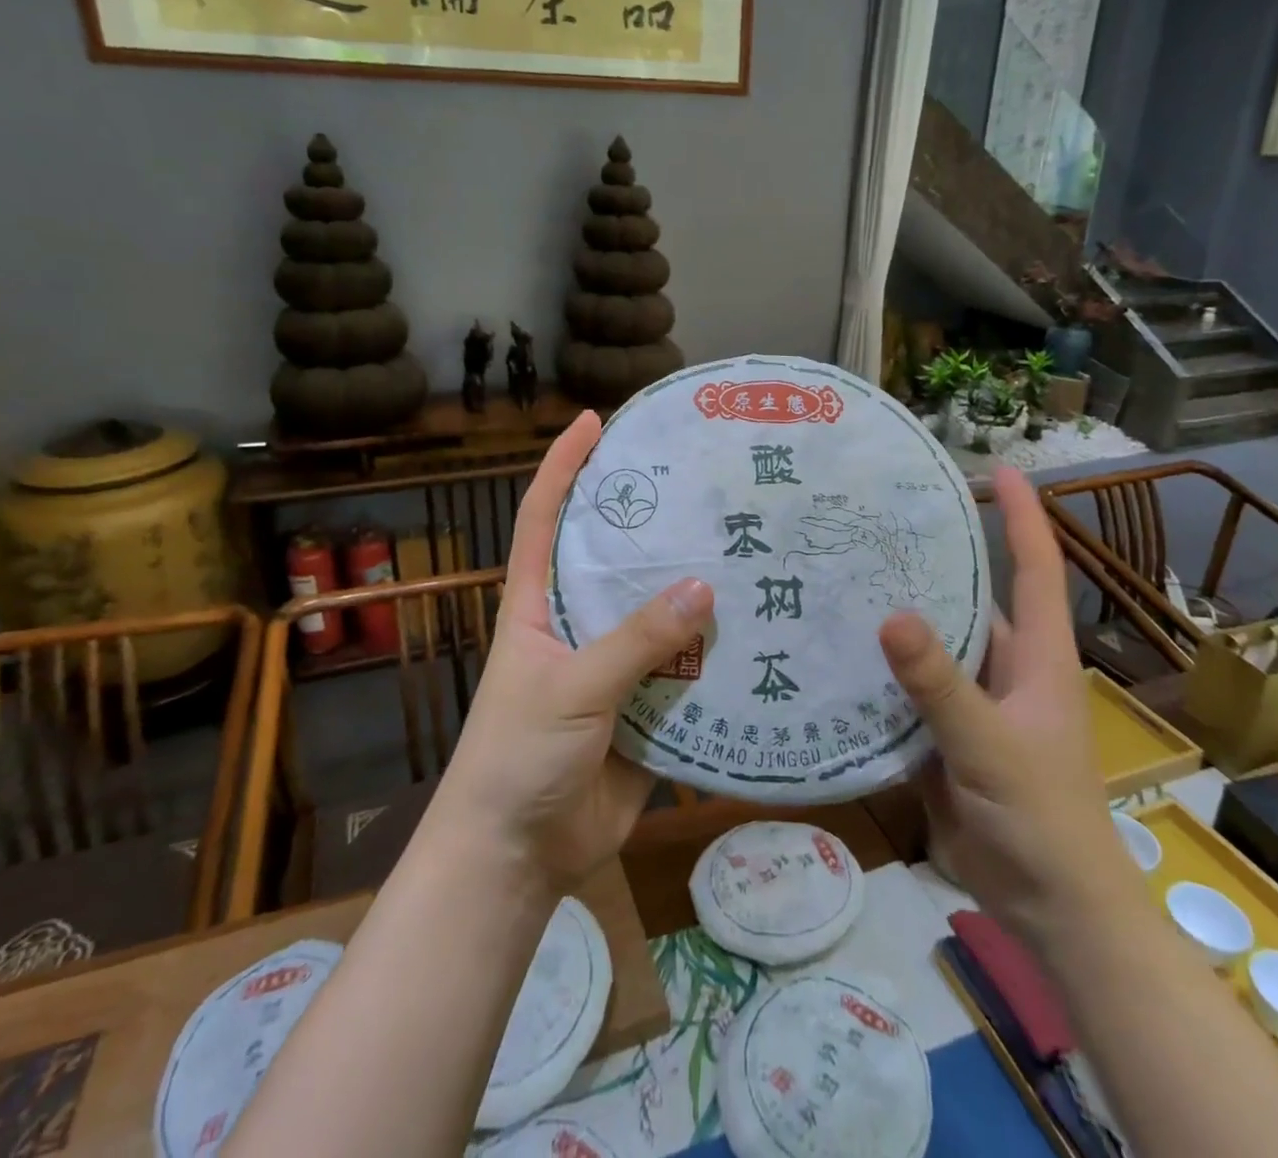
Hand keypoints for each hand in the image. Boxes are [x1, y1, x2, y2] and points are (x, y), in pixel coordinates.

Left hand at [432, 410, 712, 893]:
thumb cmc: (517, 756)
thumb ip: (634, 641)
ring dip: (696, 593)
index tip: (593, 421)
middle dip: (654, 523)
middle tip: (704, 486)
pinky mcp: (646, 707)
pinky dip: (717, 656)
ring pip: (660, 616)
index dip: (563, 466)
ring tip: (749, 550)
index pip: (544, 518)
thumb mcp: (570, 687)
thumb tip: (704, 587)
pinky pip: (686, 672)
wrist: (519, 856)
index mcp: (537, 604)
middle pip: (616, 559)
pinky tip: (760, 630)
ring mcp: (614, 665)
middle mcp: (578, 623)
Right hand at [878, 466, 1132, 939]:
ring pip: (930, 644)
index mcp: (1035, 656)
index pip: (1034, 568)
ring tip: (838, 574)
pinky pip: (905, 689)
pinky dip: (876, 671)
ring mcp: (971, 701)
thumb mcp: (989, 745)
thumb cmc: (1041, 818)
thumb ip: (940, 685)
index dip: (1024, 515)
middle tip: (874, 519)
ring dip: (894, 614)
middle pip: (969, 597)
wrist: (1048, 908)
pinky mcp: (942, 734)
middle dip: (930, 558)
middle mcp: (1003, 666)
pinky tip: (832, 649)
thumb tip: (889, 614)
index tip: (999, 470)